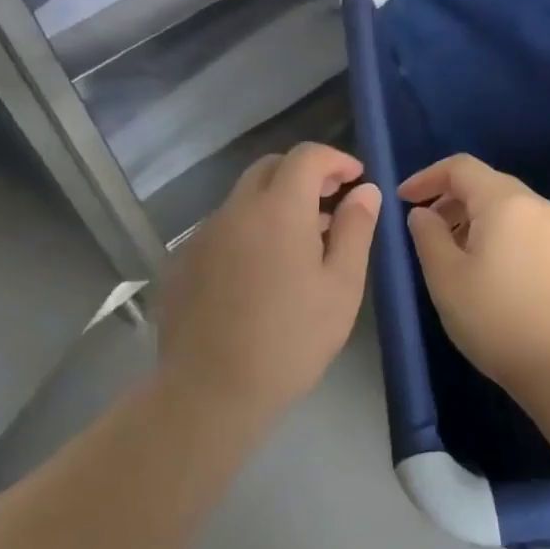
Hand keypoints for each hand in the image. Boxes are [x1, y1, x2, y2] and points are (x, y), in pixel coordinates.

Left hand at [157, 143, 380, 415]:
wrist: (210, 392)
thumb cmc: (291, 340)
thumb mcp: (341, 286)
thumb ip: (356, 228)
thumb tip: (365, 190)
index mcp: (278, 209)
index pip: (306, 156)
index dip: (336, 159)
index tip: (356, 180)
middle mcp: (236, 210)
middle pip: (270, 168)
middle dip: (304, 175)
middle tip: (330, 204)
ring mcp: (203, 235)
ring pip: (244, 198)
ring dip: (275, 203)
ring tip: (300, 244)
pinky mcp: (184, 261)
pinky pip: (223, 228)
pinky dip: (249, 230)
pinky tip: (261, 272)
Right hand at [400, 155, 549, 397]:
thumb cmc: (498, 320)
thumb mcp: (447, 279)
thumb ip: (428, 236)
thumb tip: (423, 213)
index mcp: (506, 202)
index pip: (461, 167)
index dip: (427, 177)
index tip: (404, 200)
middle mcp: (538, 205)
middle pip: (487, 184)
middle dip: (451, 199)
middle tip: (427, 230)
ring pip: (509, 207)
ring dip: (476, 218)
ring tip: (456, 254)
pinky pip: (529, 228)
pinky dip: (502, 234)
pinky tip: (492, 270)